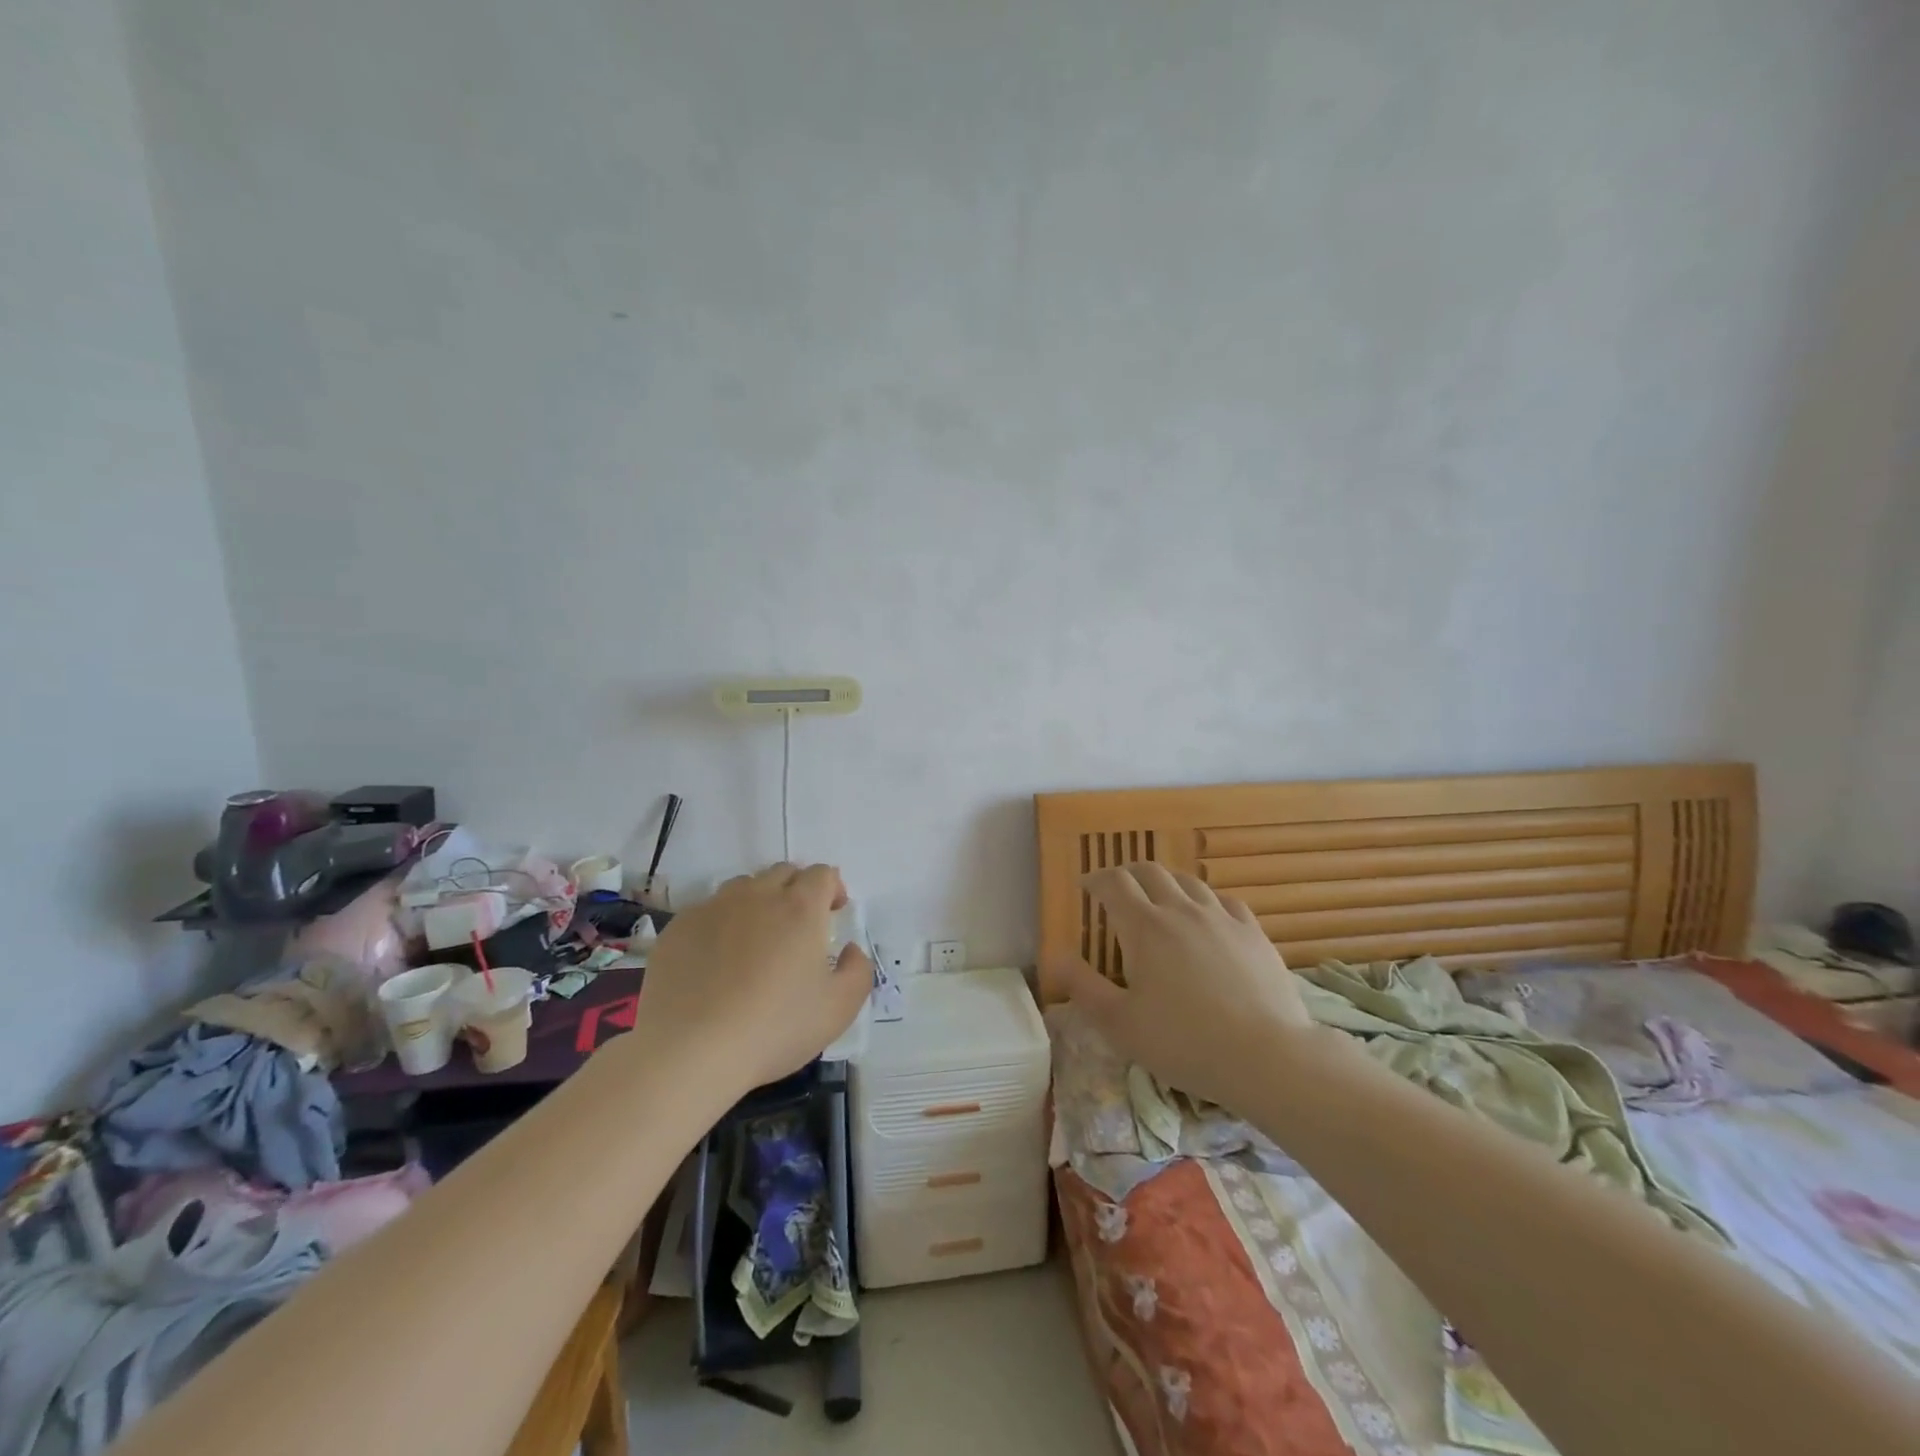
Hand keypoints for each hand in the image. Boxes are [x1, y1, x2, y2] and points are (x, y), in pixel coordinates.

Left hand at [631, 863, 870, 1093]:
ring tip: (756, 941)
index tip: (833, 915)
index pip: (822, 874)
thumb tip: (849, 950)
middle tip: (798, 928)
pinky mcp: (677, 928)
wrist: (689, 1052)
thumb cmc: (774, 1029)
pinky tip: (716, 963)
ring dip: (758, 902)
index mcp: (800, 907)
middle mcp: (757, 895)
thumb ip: (858, 971)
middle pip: (783, 873)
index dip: (833, 889)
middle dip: (797, 890)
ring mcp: (712, 908)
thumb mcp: (839, 1010)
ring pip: (743, 888)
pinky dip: (721, 925)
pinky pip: (707, 911)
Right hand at [1057, 862, 1310, 1109]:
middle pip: (1150, 872)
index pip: (1114, 883)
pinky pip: (1224, 900)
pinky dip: (1205, 900)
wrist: (1266, 1057)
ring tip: (1160, 900)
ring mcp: (1221, 918)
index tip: (1086, 887)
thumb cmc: (1183, 1042)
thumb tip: (1056, 957)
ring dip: (1166, 883)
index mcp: (1144, 927)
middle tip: (1118, 889)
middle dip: (1128, 874)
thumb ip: (1083, 987)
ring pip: (1188, 882)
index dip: (1096, 879)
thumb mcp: (1120, 1024)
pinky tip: (1207, 916)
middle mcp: (1181, 910)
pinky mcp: (1253, 933)